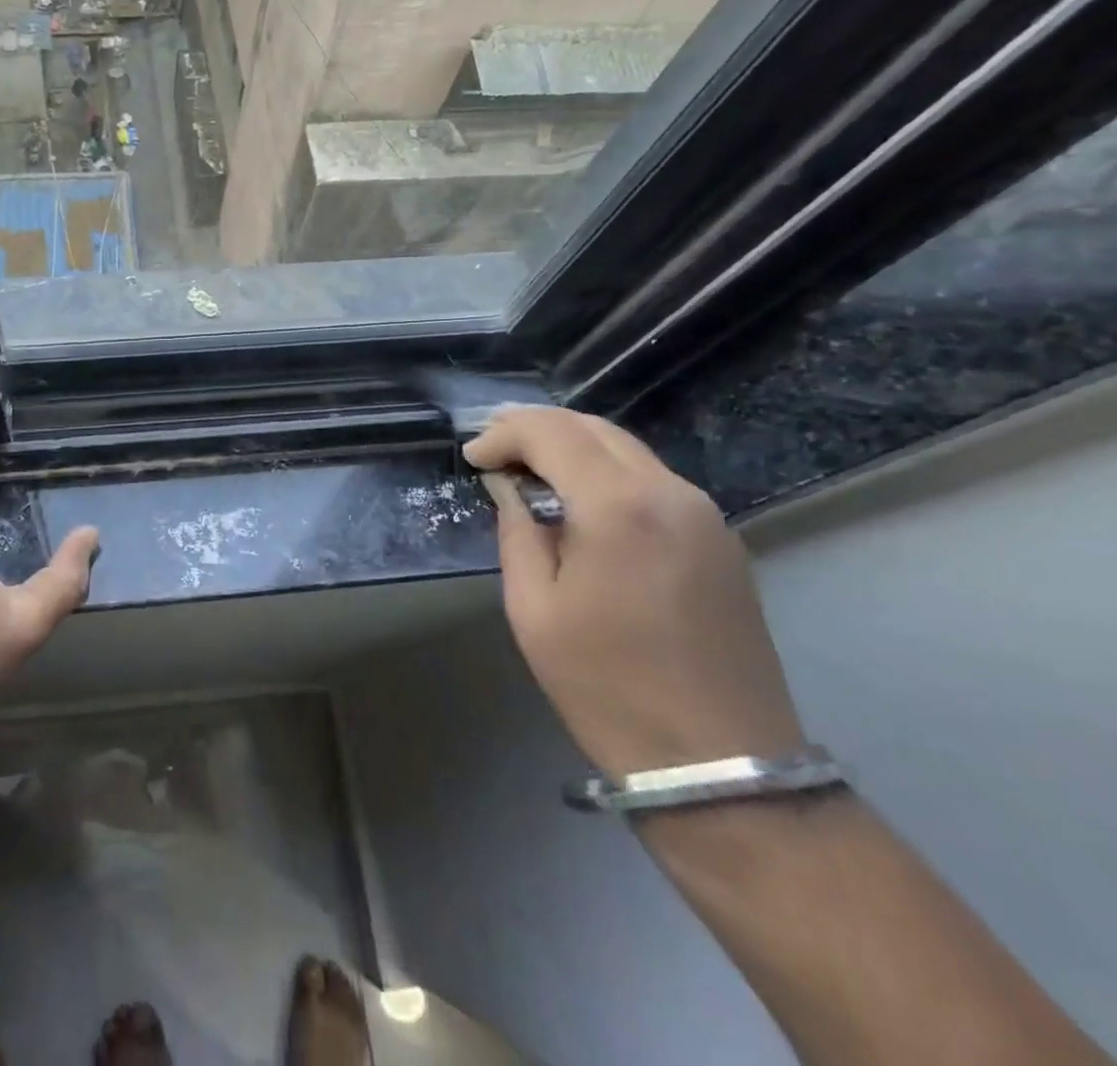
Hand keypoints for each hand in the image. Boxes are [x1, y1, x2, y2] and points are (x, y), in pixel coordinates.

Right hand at [465, 407, 805, 780]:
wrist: (721, 764)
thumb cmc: (607, 687)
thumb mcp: (534, 609)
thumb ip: (517, 531)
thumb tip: (508, 486)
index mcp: (619, 507)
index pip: (552, 433)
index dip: (503, 435)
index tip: (471, 457)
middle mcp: (670, 493)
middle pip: (593, 428)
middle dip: (535, 427)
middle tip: (492, 447)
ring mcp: (704, 514)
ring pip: (626, 448)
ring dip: (572, 445)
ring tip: (527, 465)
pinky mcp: (720, 539)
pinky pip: (652, 478)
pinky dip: (605, 469)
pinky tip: (577, 495)